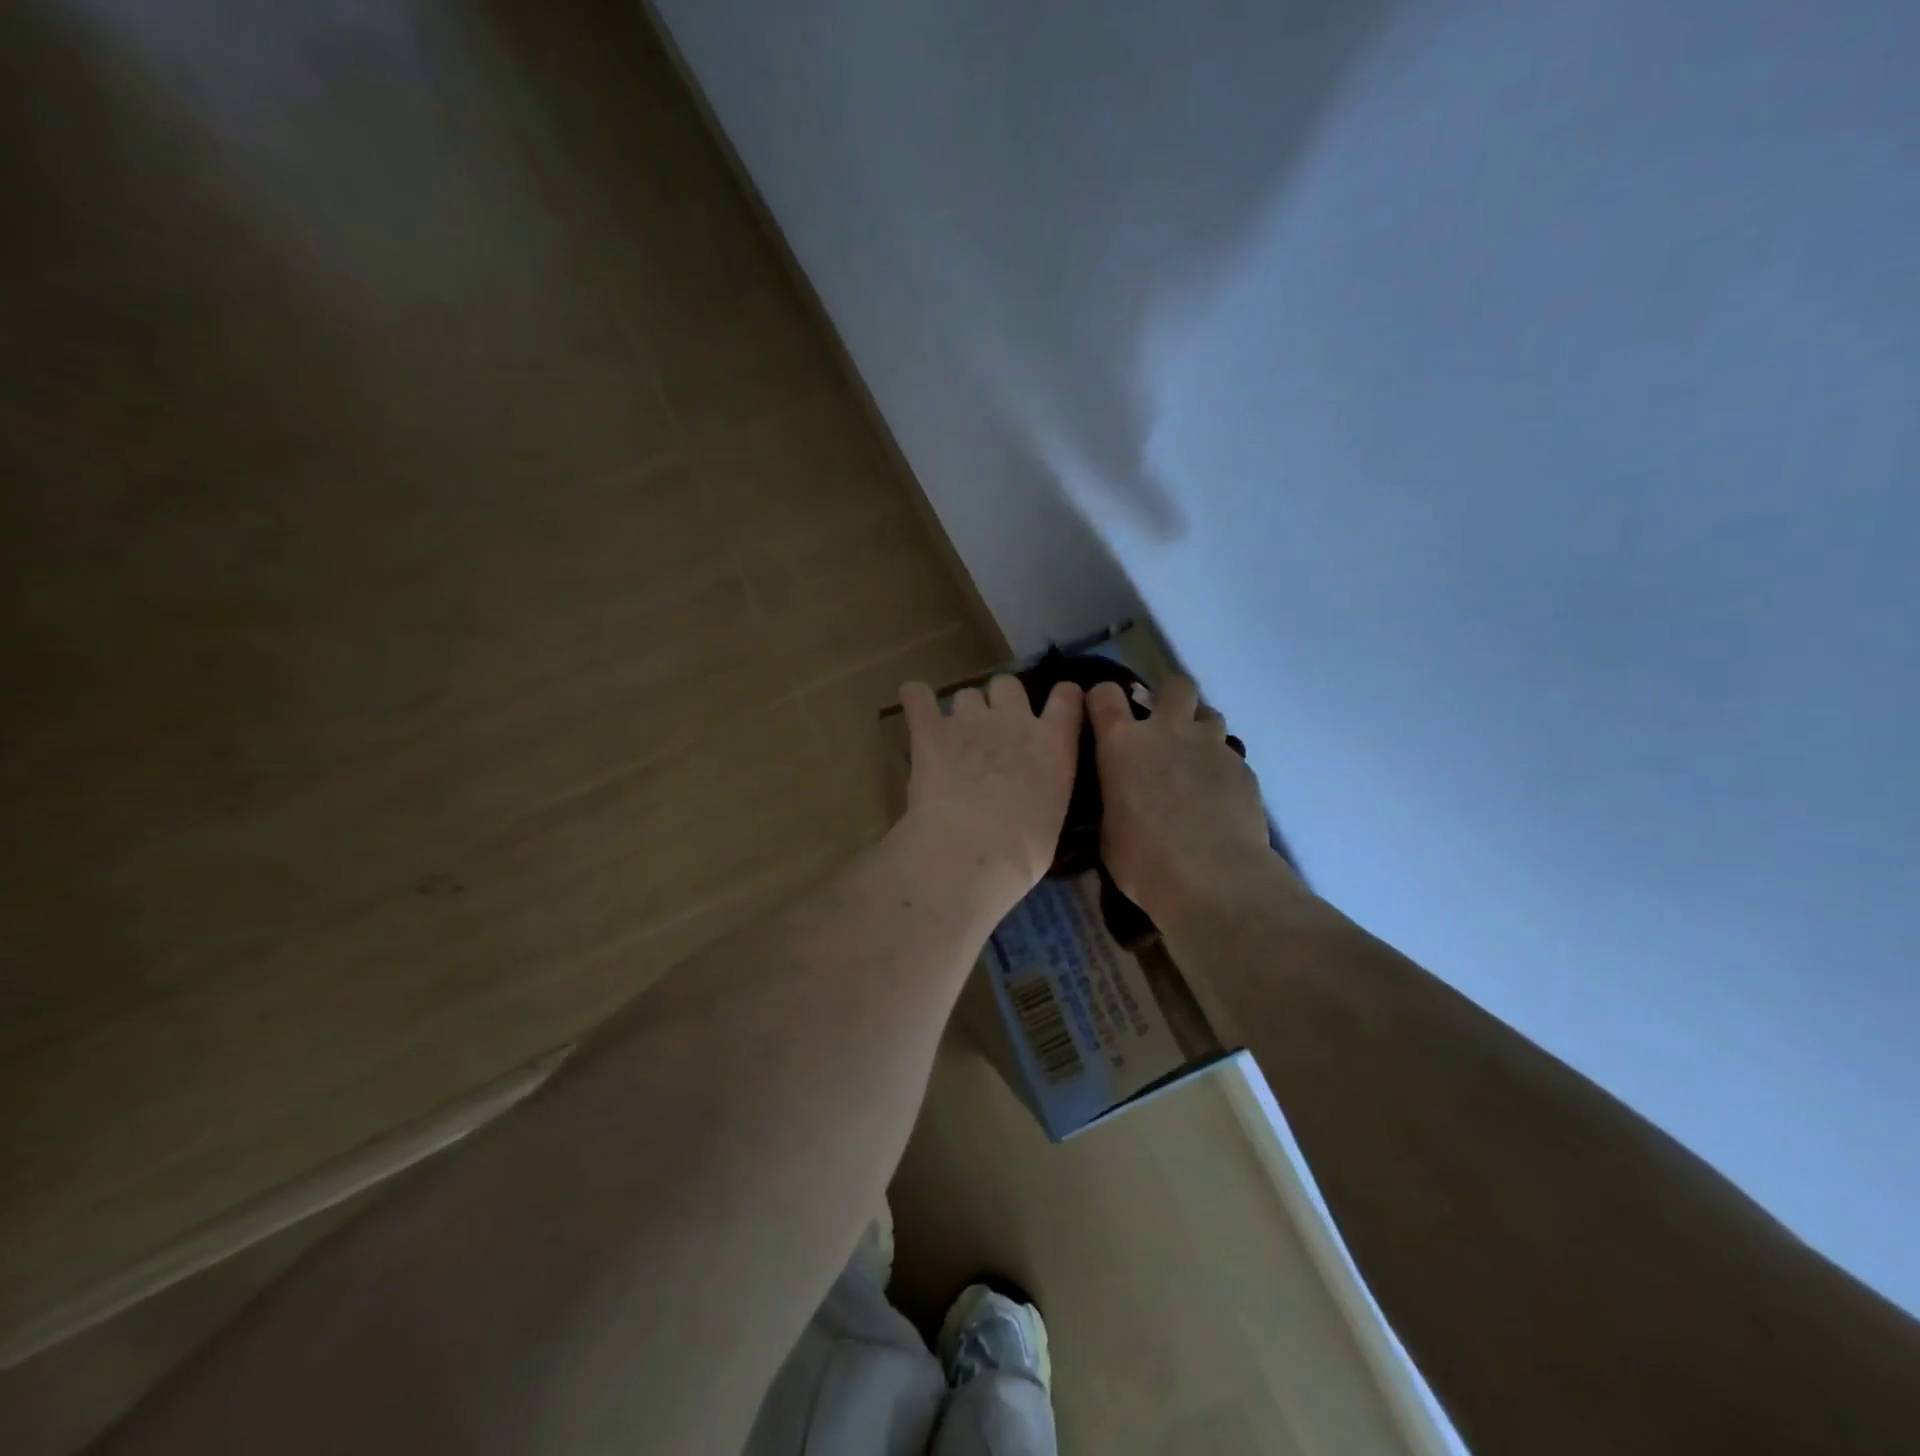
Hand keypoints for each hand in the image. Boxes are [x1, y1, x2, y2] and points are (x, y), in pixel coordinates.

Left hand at [897, 675, 1082, 911]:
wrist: (973, 847)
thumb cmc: (1025, 848)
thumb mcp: (1054, 815)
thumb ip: (1045, 789)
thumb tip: (1031, 797)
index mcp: (1053, 743)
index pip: (1067, 698)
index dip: (1062, 697)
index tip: (1058, 703)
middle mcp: (1014, 720)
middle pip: (1008, 686)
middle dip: (1001, 701)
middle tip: (994, 731)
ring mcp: (970, 720)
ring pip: (967, 694)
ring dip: (963, 710)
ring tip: (954, 737)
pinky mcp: (930, 730)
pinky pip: (917, 697)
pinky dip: (915, 698)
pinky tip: (913, 704)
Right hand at [1086, 676, 1277, 925]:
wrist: (1212, 878)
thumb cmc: (1143, 859)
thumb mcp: (1107, 829)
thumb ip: (1113, 799)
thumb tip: (1119, 799)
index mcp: (1122, 743)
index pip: (1104, 695)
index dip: (1102, 701)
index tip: (1103, 718)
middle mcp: (1167, 731)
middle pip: (1176, 685)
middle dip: (1169, 699)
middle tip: (1164, 729)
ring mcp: (1210, 746)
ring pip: (1210, 714)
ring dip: (1199, 731)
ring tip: (1194, 763)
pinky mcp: (1243, 768)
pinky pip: (1230, 755)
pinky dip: (1221, 769)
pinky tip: (1218, 799)